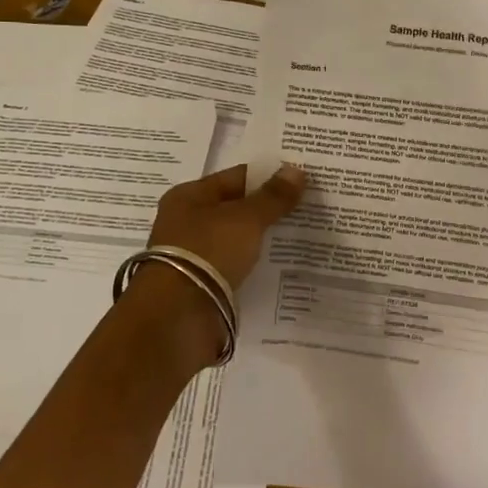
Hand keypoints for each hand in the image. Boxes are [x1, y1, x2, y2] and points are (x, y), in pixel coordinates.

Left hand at [125, 163, 307, 372]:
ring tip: (304, 234)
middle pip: (237, 208)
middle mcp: (187, 222)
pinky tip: (284, 265)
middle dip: (269, 209)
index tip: (302, 180)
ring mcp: (194, 255)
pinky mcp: (203, 284)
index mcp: (189, 196)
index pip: (237, 177)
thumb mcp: (246, 219)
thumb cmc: (207, 252)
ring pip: (238, 239)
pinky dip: (256, 264)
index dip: (269, 177)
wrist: (177, 317)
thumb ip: (273, 197)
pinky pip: (237, 266)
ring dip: (264, 239)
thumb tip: (296, 170)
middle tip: (310, 206)